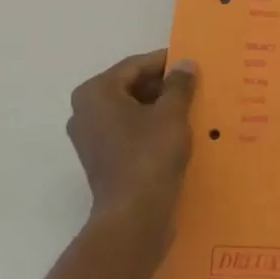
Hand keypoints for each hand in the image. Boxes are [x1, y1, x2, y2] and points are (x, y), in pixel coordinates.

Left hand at [67, 50, 197, 240]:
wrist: (134, 217)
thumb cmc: (149, 155)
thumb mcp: (172, 113)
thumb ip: (179, 84)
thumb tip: (184, 63)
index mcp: (96, 92)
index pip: (135, 66)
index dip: (165, 62)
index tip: (192, 61)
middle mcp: (85, 111)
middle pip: (130, 87)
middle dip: (162, 86)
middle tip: (194, 85)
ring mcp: (91, 138)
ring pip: (130, 110)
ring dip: (158, 107)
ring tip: (190, 106)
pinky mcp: (101, 160)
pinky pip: (128, 132)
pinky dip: (150, 127)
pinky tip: (177, 131)